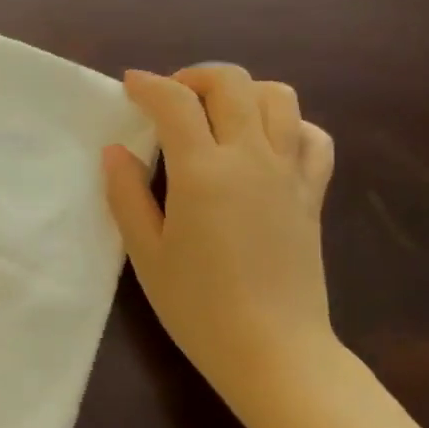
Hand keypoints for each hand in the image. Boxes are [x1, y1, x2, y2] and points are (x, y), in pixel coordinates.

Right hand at [102, 65, 339, 412]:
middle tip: (171, 98)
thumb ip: (127, 195)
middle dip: (195, 77)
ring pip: (279, 97)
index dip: (148, 85)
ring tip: (218, 114)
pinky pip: (312, 137)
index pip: (175, 102)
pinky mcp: (312, 193)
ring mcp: (289, 172)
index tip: (130, 85)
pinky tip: (266, 144)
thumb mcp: (146, 254)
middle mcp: (251, 157)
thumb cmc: (198, 307)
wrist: (274, 350)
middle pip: (232, 83)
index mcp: (203, 171)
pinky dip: (288, 125)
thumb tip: (116, 151)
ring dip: (244, 92)